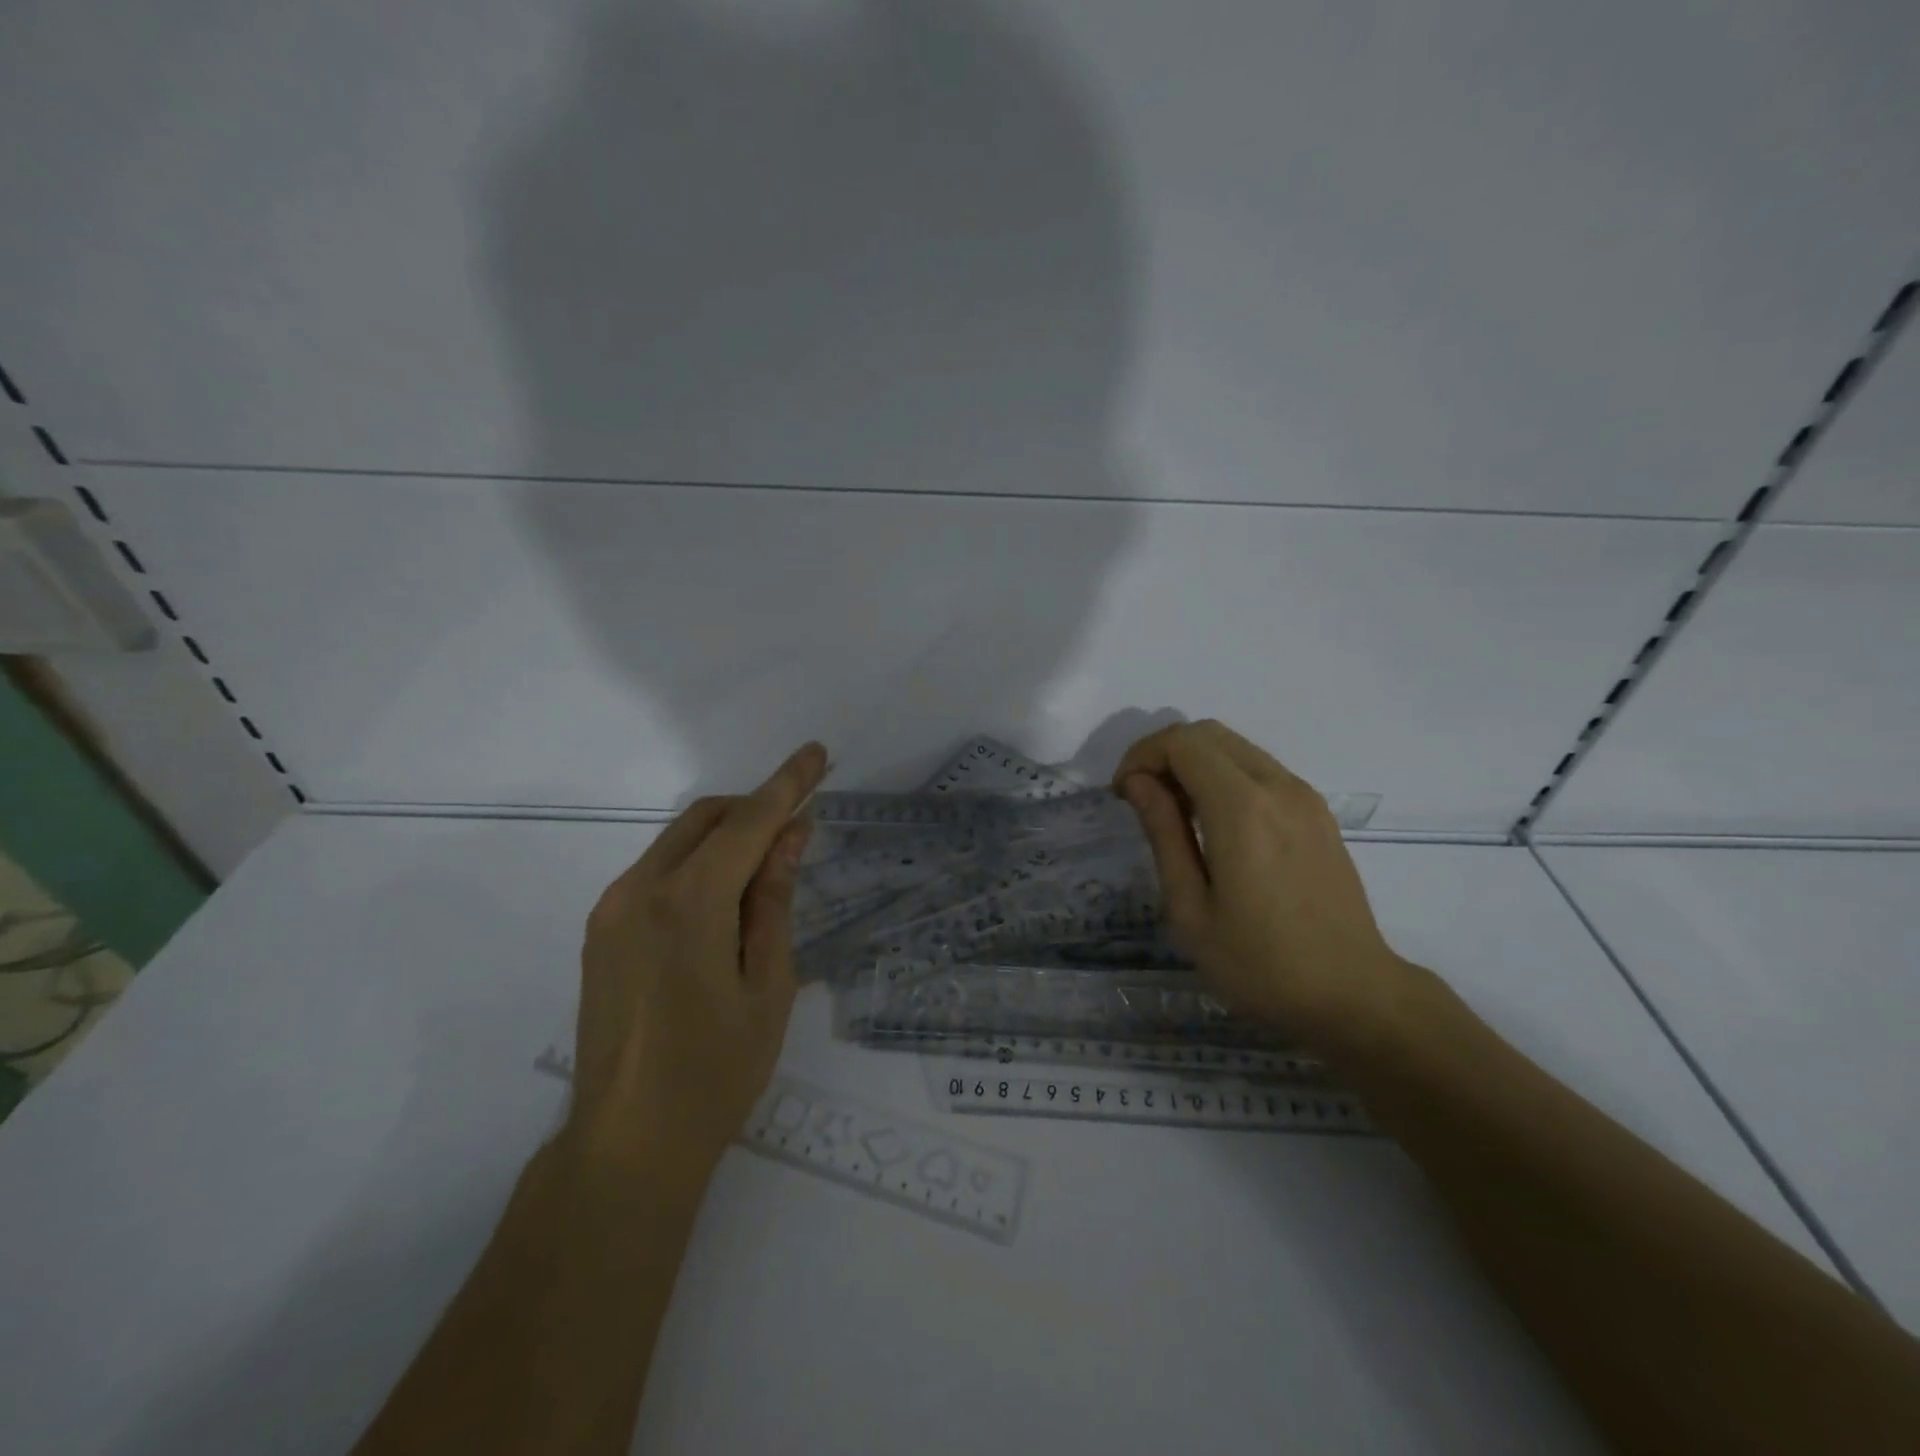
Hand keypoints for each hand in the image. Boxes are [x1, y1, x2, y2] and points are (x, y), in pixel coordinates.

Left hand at [563, 742, 829, 1193]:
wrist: (628, 1143)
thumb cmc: (717, 1070)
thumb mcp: (769, 983)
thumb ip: (774, 898)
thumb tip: (791, 834)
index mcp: (689, 903)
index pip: (748, 822)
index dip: (787, 784)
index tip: (815, 753)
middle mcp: (640, 889)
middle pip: (706, 817)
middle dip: (755, 806)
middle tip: (799, 822)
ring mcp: (612, 909)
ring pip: (678, 840)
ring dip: (726, 835)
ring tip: (766, 868)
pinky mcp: (601, 930)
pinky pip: (657, 871)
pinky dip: (697, 864)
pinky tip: (723, 901)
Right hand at [1114, 720, 1417, 1045]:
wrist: (1353, 995)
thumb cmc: (1259, 963)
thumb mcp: (1191, 908)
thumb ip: (1163, 833)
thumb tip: (1138, 782)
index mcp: (1242, 808)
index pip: (1181, 743)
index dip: (1141, 756)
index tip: (1122, 795)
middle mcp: (1277, 786)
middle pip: (1208, 733)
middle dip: (1164, 752)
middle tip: (1142, 798)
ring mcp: (1304, 797)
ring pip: (1236, 747)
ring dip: (1194, 762)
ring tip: (1173, 811)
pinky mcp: (1317, 812)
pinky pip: (1260, 769)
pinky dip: (1224, 775)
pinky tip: (1214, 822)